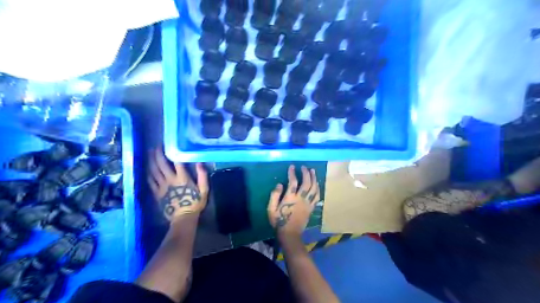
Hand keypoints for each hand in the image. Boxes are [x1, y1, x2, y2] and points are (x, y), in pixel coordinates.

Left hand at [147, 149, 208, 221]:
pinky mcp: (157, 193)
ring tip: (149, 153)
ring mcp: (162, 187)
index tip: (169, 145)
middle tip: (156, 147)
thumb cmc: (195, 203)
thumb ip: (203, 176)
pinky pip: (150, 181)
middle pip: (161, 165)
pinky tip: (147, 169)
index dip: (172, 152)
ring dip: (151, 161)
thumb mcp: (204, 190)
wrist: (183, 218)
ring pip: (154, 171)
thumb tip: (199, 163)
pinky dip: (148, 174)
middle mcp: (170, 180)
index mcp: (183, 178)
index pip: (177, 162)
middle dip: (158, 154)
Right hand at [266, 165, 316, 238]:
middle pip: (306, 183)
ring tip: (313, 171)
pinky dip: (318, 189)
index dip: (292, 173)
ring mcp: (308, 203)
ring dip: (314, 178)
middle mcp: (301, 199)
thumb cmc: (279, 221)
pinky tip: (317, 184)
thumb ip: (274, 196)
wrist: (290, 234)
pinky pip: (317, 196)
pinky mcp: (311, 208)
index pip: (292, 182)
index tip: (292, 166)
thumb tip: (279, 184)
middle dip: (306, 173)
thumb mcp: (271, 209)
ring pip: (314, 188)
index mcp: (290, 198)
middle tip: (304, 167)